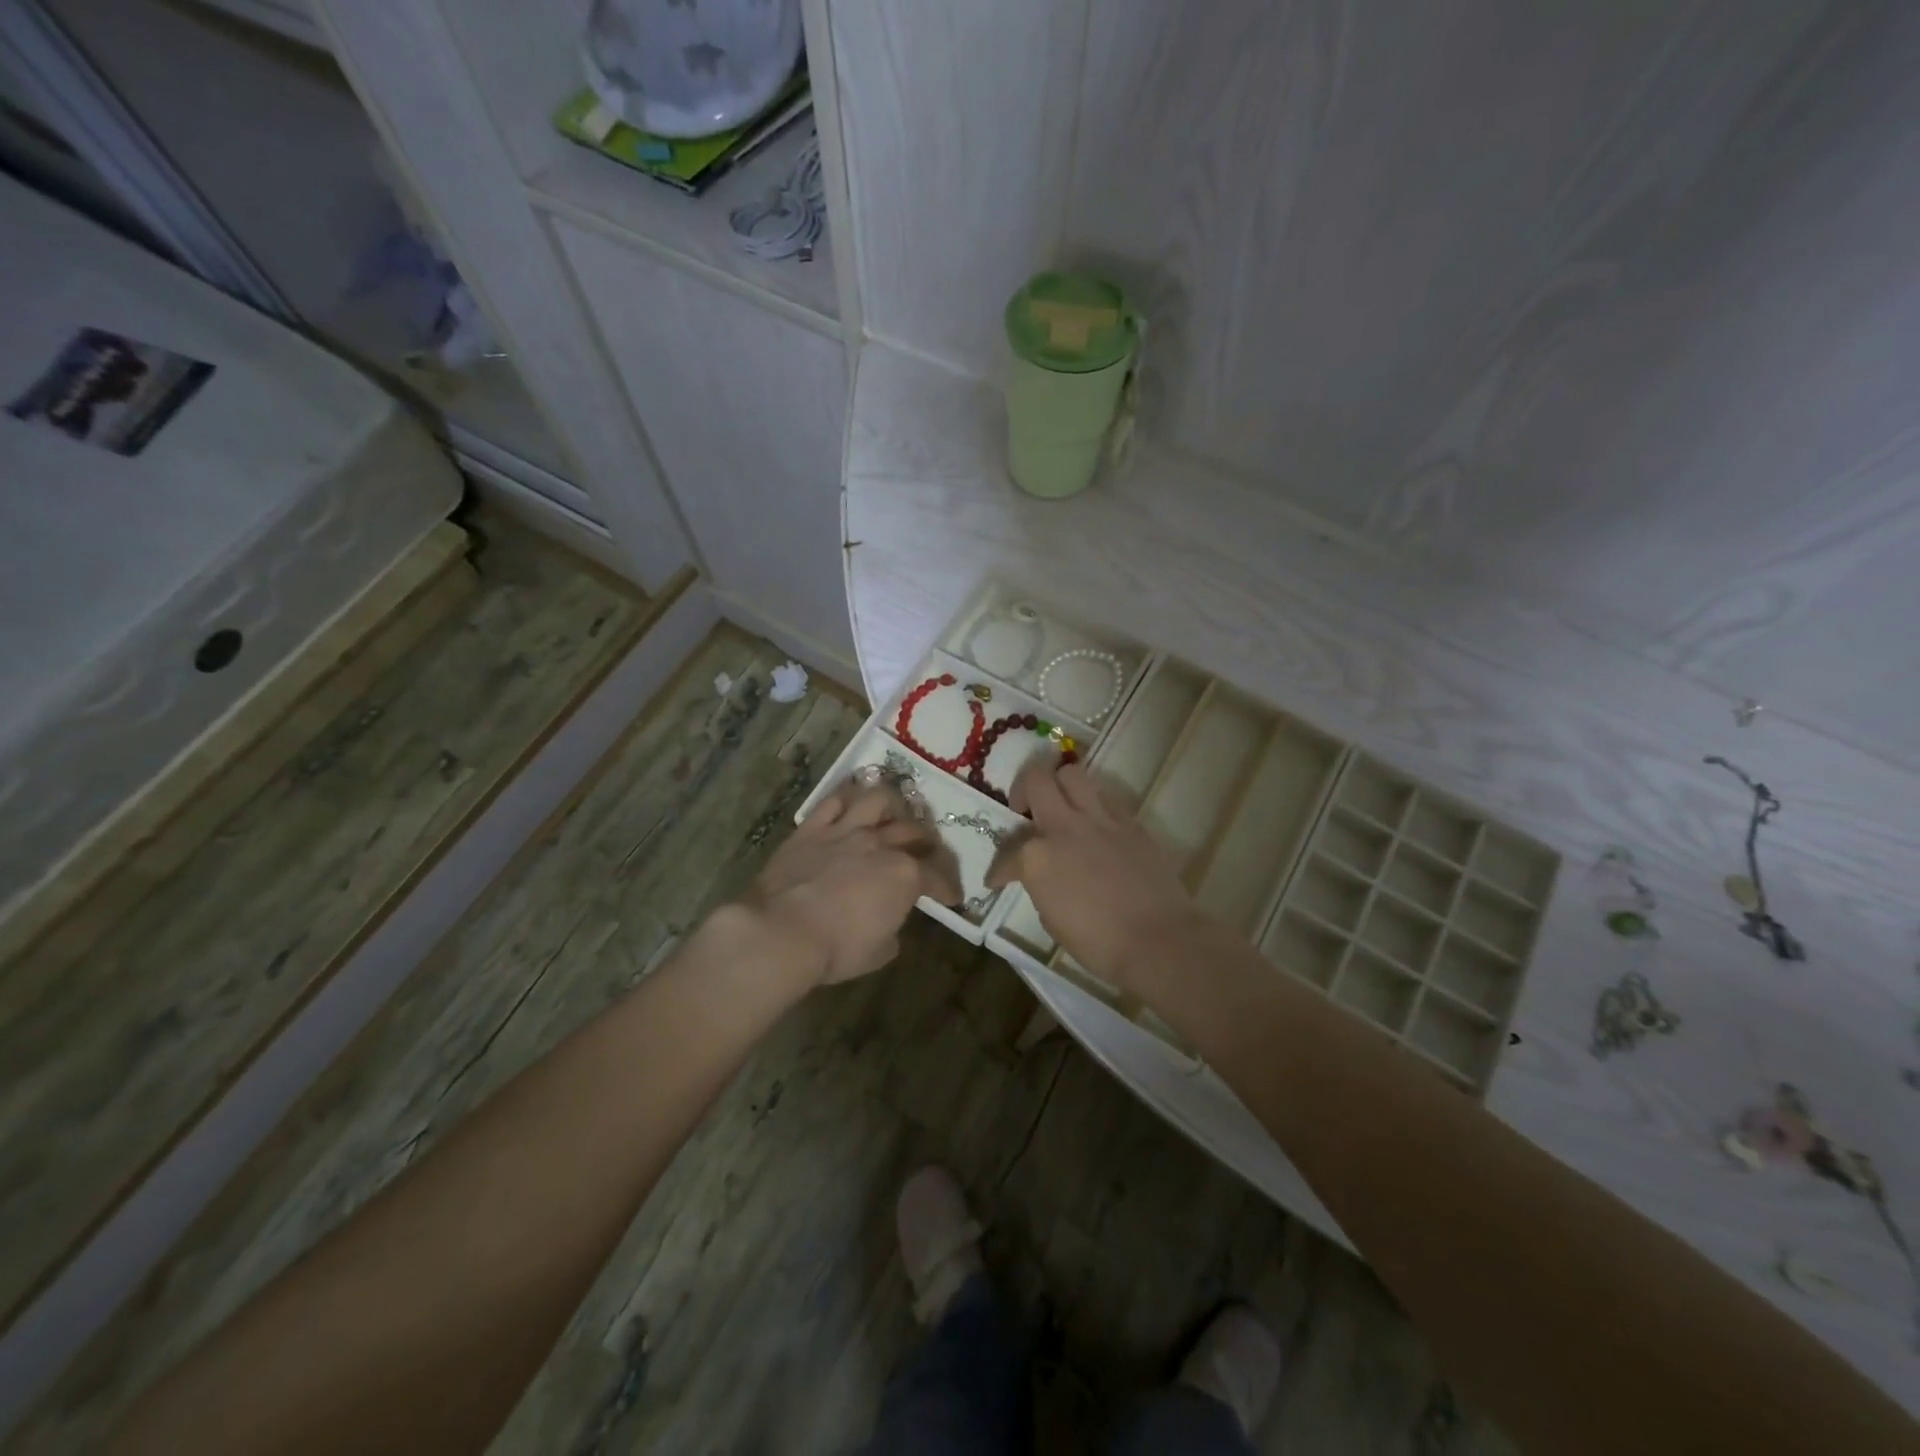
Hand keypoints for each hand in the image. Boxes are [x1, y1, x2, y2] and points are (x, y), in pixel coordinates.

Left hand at [740, 779, 963, 985]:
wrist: (781, 932)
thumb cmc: (836, 949)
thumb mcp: (879, 952)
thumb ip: (892, 929)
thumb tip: (889, 919)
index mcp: (904, 875)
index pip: (936, 877)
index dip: (947, 888)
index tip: (951, 897)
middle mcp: (880, 844)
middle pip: (913, 832)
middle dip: (926, 842)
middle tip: (926, 851)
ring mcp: (845, 830)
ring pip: (877, 801)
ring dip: (890, 806)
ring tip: (891, 814)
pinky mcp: (812, 828)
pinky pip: (833, 802)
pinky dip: (846, 800)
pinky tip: (850, 805)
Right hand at [986, 761, 1200, 992]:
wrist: (1157, 940)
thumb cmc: (1098, 943)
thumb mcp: (1051, 920)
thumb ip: (1041, 886)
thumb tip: (1044, 877)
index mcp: (1037, 856)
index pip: (1007, 853)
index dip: (999, 870)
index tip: (999, 881)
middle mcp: (1064, 826)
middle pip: (1036, 779)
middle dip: (1023, 790)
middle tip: (1025, 811)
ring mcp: (1101, 820)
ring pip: (1073, 774)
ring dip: (1060, 786)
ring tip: (1061, 807)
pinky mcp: (1131, 823)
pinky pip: (1106, 799)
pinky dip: (1094, 808)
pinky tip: (1096, 829)